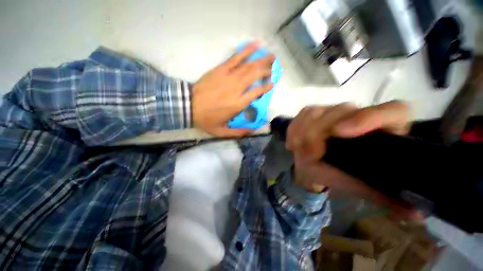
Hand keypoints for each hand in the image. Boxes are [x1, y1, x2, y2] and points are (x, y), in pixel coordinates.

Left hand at [192, 42, 273, 135]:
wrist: (187, 105)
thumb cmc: (206, 119)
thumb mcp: (222, 132)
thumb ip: (239, 132)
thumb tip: (254, 131)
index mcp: (238, 104)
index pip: (257, 92)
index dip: (266, 87)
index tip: (271, 84)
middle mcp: (237, 88)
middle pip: (255, 75)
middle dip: (266, 70)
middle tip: (274, 68)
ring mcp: (229, 76)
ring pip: (249, 66)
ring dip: (262, 59)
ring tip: (271, 55)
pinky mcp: (221, 69)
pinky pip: (236, 57)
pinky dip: (246, 50)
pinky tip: (255, 45)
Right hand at [286, 101, 419, 219]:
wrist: (317, 166)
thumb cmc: (343, 175)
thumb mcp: (364, 187)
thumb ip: (386, 197)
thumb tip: (417, 215)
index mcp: (384, 129)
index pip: (393, 111)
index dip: (370, 118)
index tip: (340, 133)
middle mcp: (359, 114)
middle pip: (343, 110)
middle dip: (320, 132)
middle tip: (310, 154)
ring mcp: (334, 111)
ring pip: (318, 110)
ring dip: (304, 131)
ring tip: (298, 150)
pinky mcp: (314, 112)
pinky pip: (302, 114)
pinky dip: (294, 128)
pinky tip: (293, 143)